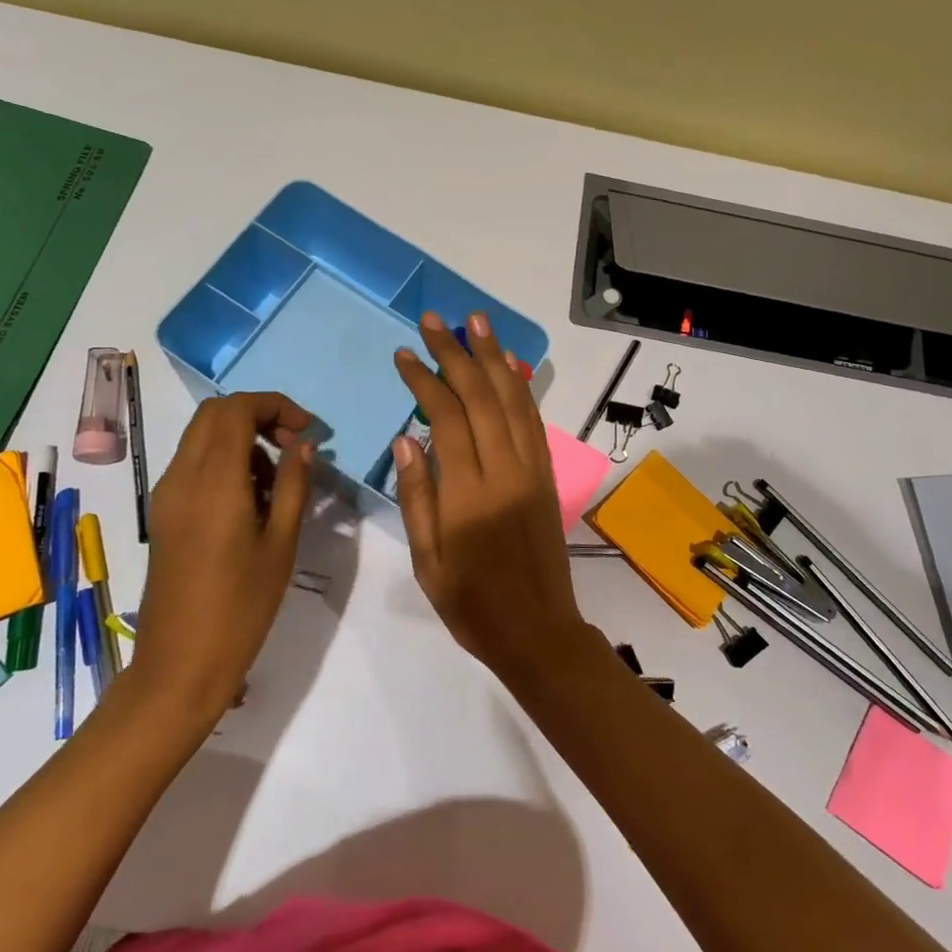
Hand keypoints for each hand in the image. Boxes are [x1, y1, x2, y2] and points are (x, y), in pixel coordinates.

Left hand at [128, 392, 315, 730]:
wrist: (180, 664)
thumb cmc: (241, 606)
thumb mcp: (281, 543)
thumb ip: (293, 484)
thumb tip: (304, 445)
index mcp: (213, 481)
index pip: (237, 409)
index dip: (276, 406)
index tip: (308, 431)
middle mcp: (182, 476)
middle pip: (214, 414)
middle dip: (258, 415)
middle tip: (293, 446)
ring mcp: (167, 494)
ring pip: (202, 437)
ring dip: (242, 439)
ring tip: (277, 480)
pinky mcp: (163, 513)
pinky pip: (193, 464)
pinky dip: (224, 461)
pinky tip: (250, 500)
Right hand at [391, 312, 589, 677]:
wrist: (538, 631)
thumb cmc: (472, 604)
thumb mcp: (428, 561)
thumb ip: (417, 496)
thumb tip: (406, 439)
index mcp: (468, 494)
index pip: (446, 418)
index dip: (424, 381)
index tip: (404, 354)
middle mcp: (505, 470)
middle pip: (481, 396)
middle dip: (456, 353)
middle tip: (435, 319)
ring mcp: (532, 469)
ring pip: (513, 400)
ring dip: (494, 357)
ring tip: (477, 322)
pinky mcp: (547, 475)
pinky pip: (534, 420)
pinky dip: (521, 387)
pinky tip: (509, 365)